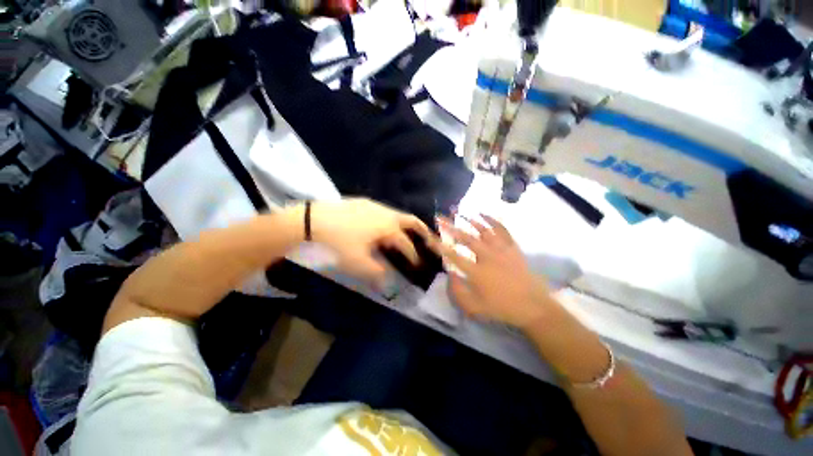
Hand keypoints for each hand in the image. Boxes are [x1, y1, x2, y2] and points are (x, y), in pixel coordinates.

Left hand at [310, 198, 430, 286]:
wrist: (313, 219)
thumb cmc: (339, 241)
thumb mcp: (357, 262)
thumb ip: (377, 273)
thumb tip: (390, 283)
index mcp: (388, 227)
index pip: (406, 244)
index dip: (413, 256)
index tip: (417, 265)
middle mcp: (386, 213)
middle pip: (410, 221)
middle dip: (421, 231)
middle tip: (428, 240)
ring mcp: (374, 205)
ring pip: (396, 216)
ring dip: (403, 227)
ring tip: (403, 237)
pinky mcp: (363, 202)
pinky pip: (383, 212)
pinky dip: (389, 221)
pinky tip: (380, 228)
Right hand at [431, 215, 552, 327]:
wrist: (533, 307)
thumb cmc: (502, 308)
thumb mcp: (474, 308)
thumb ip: (457, 291)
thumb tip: (449, 274)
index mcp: (477, 272)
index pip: (453, 255)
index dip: (439, 246)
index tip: (429, 238)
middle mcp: (488, 256)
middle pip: (466, 238)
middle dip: (450, 227)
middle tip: (439, 217)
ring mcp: (502, 250)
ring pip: (483, 230)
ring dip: (469, 220)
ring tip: (458, 212)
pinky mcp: (512, 248)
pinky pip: (502, 230)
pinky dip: (492, 220)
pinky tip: (483, 214)